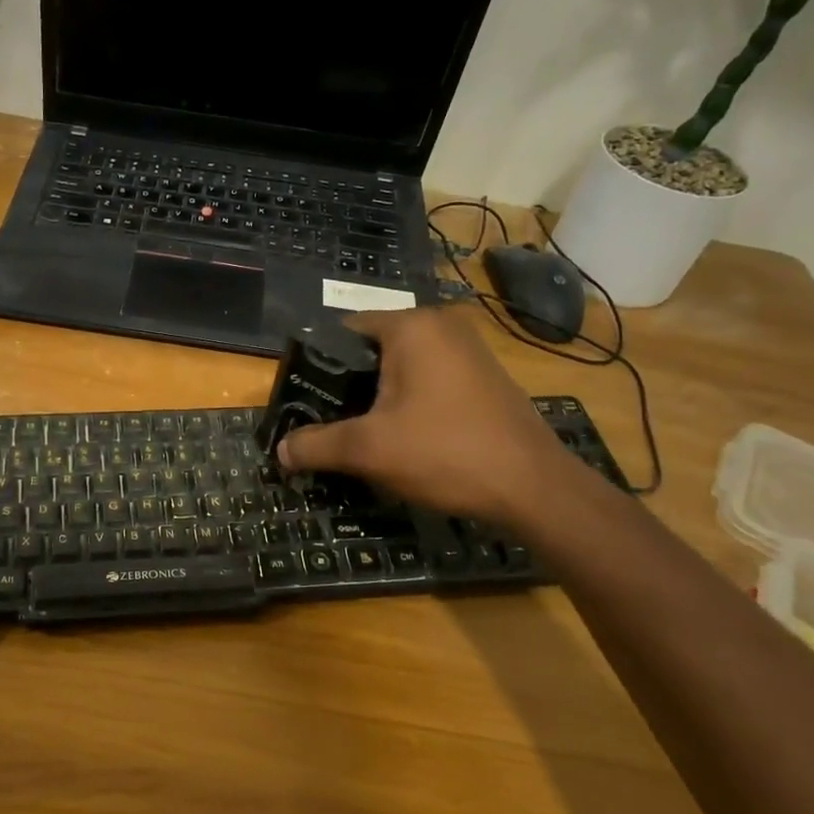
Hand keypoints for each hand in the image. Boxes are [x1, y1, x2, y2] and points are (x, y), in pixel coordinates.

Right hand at [277, 307, 572, 524]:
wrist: (534, 487)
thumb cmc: (445, 452)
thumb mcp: (369, 449)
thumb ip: (317, 444)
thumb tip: (280, 451)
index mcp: (411, 327)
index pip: (344, 331)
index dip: (317, 366)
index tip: (304, 400)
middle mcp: (441, 327)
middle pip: (373, 350)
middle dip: (348, 386)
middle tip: (327, 422)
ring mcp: (468, 351)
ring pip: (402, 368)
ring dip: (378, 397)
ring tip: (359, 433)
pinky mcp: (484, 377)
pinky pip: (429, 381)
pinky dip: (408, 402)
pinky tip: (402, 437)